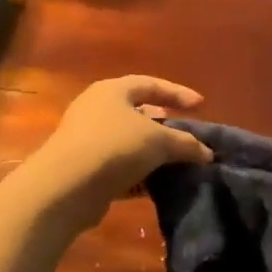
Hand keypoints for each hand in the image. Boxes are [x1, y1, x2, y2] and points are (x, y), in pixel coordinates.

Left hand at [27, 76, 212, 213]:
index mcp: (113, 91)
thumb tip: (206, 153)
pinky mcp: (84, 169)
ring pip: (129, 142)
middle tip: (186, 135)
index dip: (177, 93)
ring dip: (153, 153)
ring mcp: (87, 139)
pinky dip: (140, 174)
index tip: (201, 105)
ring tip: (178, 164)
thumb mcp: (159, 141)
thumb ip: (186, 144)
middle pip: (138, 113)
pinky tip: (158, 186)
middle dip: (165, 125)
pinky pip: (119, 166)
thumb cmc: (114, 147)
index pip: (150, 84)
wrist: (65, 187)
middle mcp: (97, 109)